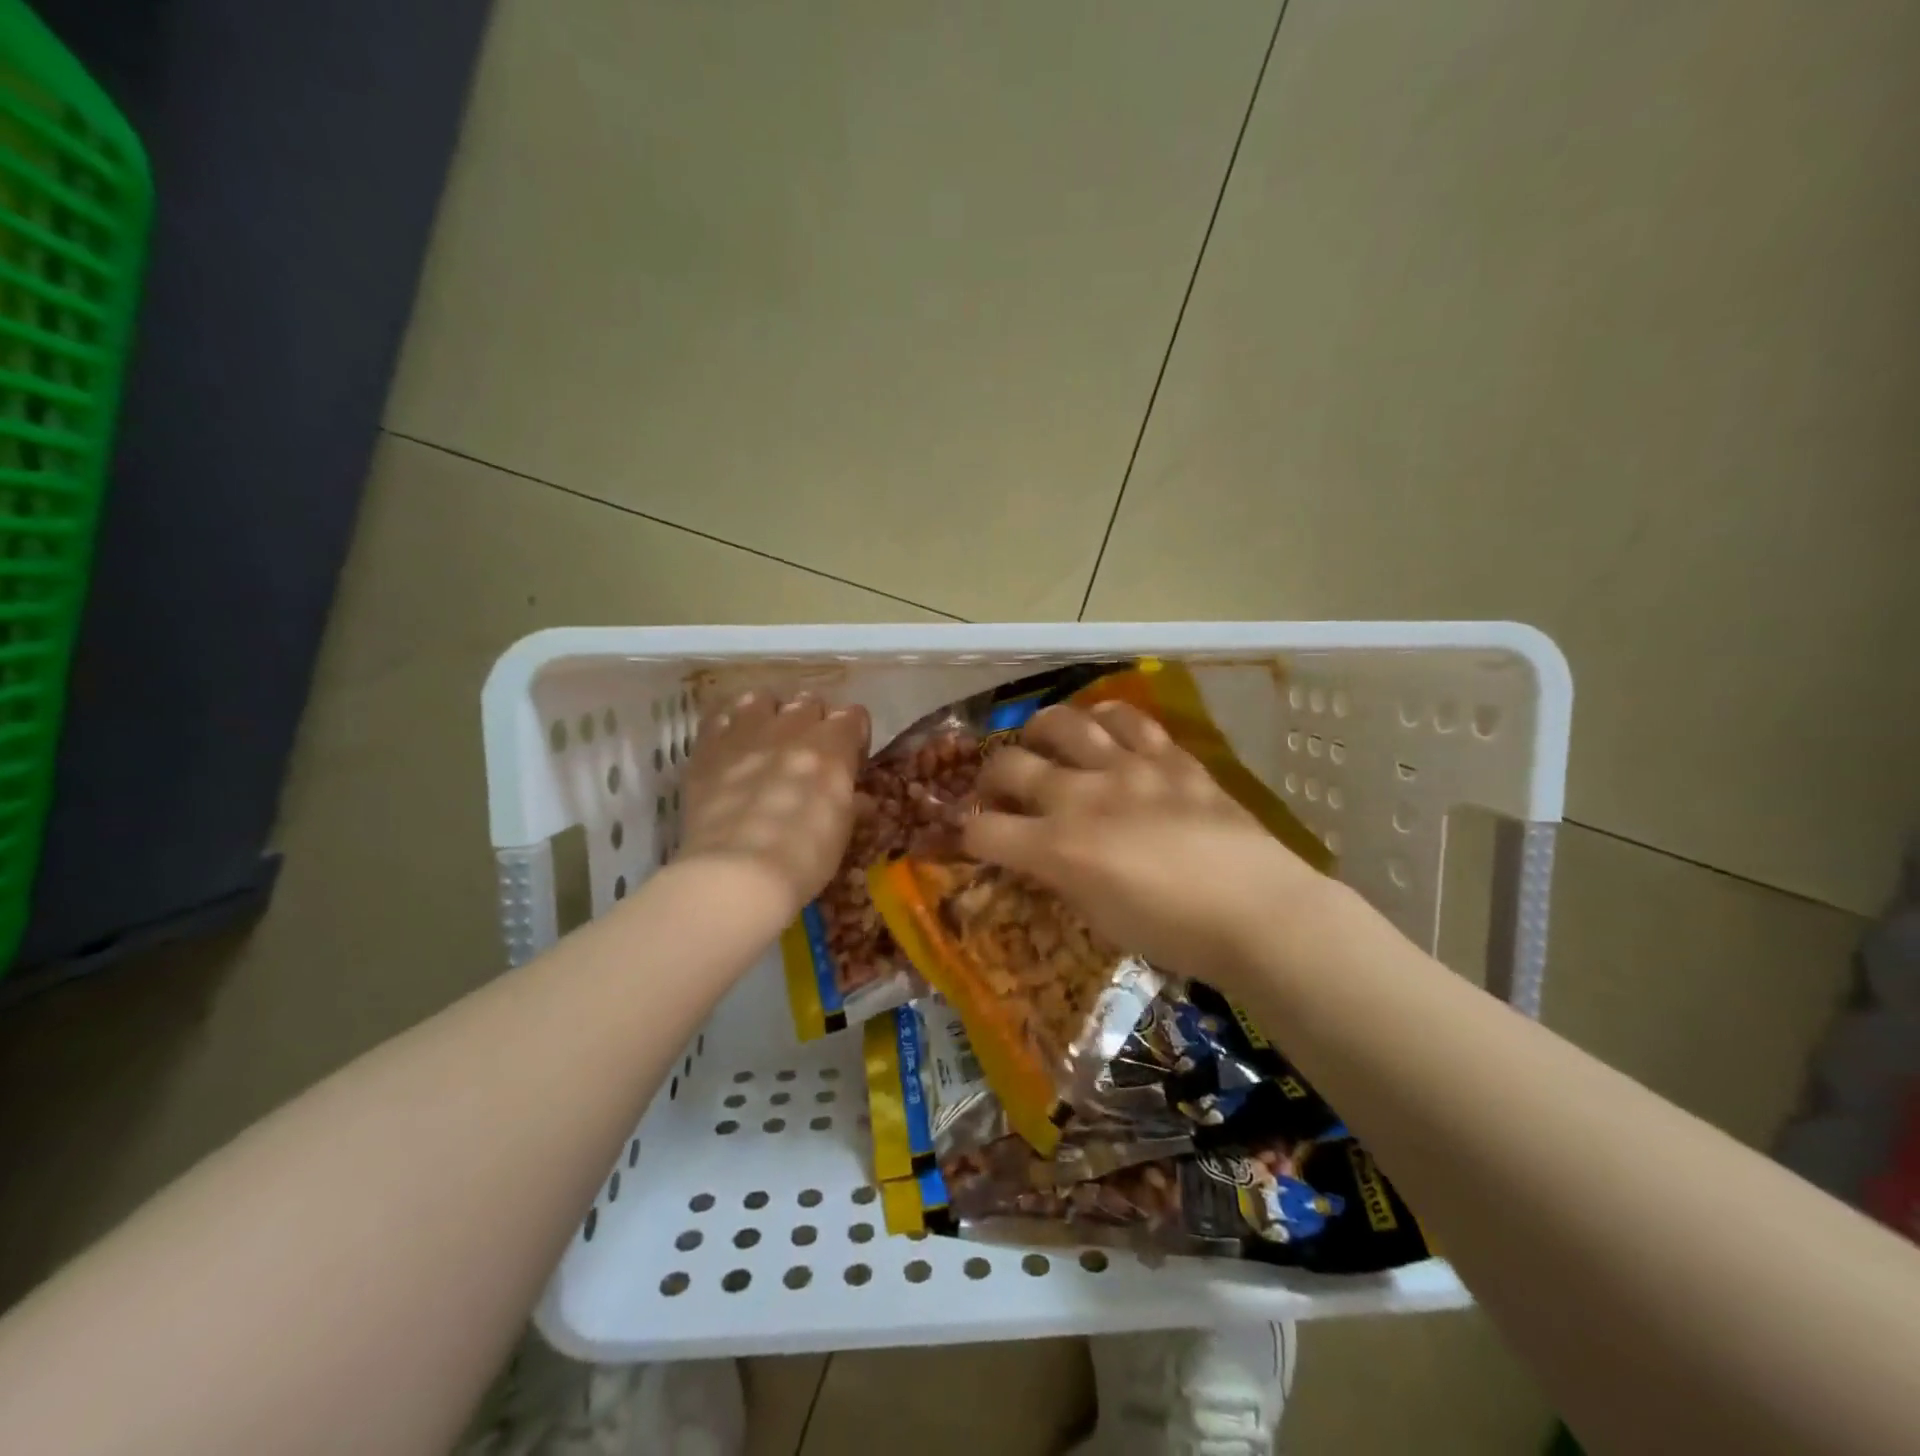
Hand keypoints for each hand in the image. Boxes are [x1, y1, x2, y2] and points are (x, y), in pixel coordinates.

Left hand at [679, 691, 870, 920]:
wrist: (737, 872)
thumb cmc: (805, 856)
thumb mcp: (842, 831)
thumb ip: (851, 803)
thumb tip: (858, 798)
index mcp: (833, 745)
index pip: (853, 715)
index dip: (853, 735)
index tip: (850, 759)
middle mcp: (791, 727)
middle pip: (809, 703)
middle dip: (813, 722)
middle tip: (809, 753)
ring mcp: (746, 732)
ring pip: (762, 699)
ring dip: (770, 715)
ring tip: (767, 739)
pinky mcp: (708, 747)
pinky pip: (719, 716)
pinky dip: (729, 725)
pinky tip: (731, 745)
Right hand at [961, 701, 1328, 984]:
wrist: (1257, 911)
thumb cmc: (1175, 933)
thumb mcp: (1100, 918)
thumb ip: (1063, 877)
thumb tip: (1045, 857)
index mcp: (1059, 849)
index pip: (985, 830)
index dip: (968, 833)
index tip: (972, 836)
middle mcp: (1082, 796)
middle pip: (1010, 765)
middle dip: (990, 775)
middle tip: (997, 786)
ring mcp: (1127, 768)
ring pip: (1065, 723)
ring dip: (1040, 728)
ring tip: (1040, 738)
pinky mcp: (1169, 757)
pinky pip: (1128, 720)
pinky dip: (1105, 717)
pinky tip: (1101, 725)